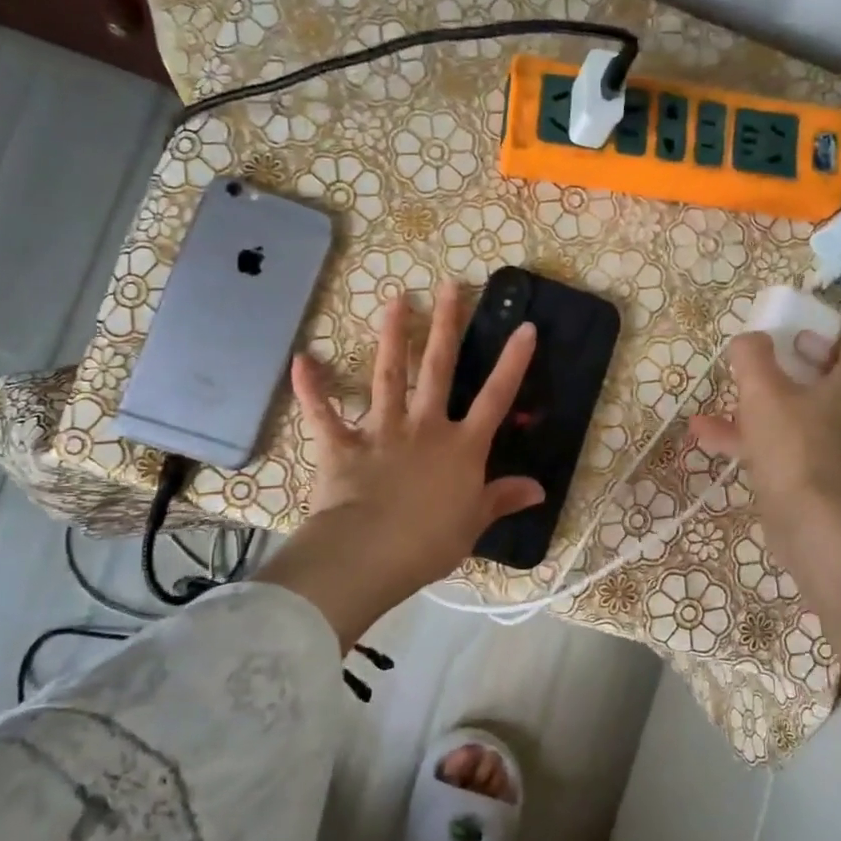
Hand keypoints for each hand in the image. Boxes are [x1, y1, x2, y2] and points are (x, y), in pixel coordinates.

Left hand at [256, 281, 543, 645]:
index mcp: (461, 448)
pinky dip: (312, 389)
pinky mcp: (343, 446)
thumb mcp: (474, 523)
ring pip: (388, 377)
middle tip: (450, 286)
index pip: (495, 398)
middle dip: (446, 326)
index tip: (524, 327)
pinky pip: (324, 414)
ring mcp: (382, 432)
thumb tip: (539, 490)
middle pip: (438, 370)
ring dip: (391, 338)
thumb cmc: (430, 542)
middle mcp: (425, 428)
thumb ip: (502, 499)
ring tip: (396, 300)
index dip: (513, 363)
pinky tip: (301, 360)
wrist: (370, 554)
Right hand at [689, 329, 840, 548]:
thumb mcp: (763, 391)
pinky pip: (791, 448)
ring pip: (800, 417)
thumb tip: (749, 339)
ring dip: (759, 408)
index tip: (786, 334)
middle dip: (784, 372)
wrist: (811, 523)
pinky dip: (758, 440)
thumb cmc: (793, 445)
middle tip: (756, 366)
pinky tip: (710, 438)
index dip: (816, 334)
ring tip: (718, 403)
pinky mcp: (825, 480)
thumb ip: (752, 356)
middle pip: (823, 381)